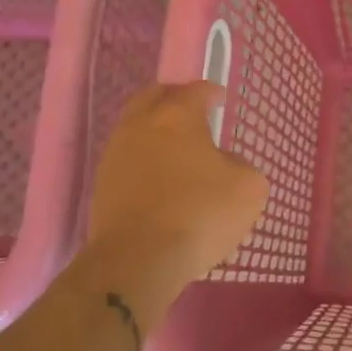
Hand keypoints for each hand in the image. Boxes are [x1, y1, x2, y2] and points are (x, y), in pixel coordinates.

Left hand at [85, 82, 268, 295]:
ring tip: (175, 147)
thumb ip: (241, 166)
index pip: (195, 90)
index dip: (211, 92)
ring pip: (135, 126)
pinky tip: (159, 177)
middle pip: (154, 96)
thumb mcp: (248, 188)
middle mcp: (141, 125)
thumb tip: (225, 164)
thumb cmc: (200, 214)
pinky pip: (126, 158)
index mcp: (178, 116)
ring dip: (155, 129)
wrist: (138, 260)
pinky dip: (144, 158)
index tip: (220, 100)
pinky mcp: (102, 184)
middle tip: (192, 110)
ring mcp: (116, 154)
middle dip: (174, 98)